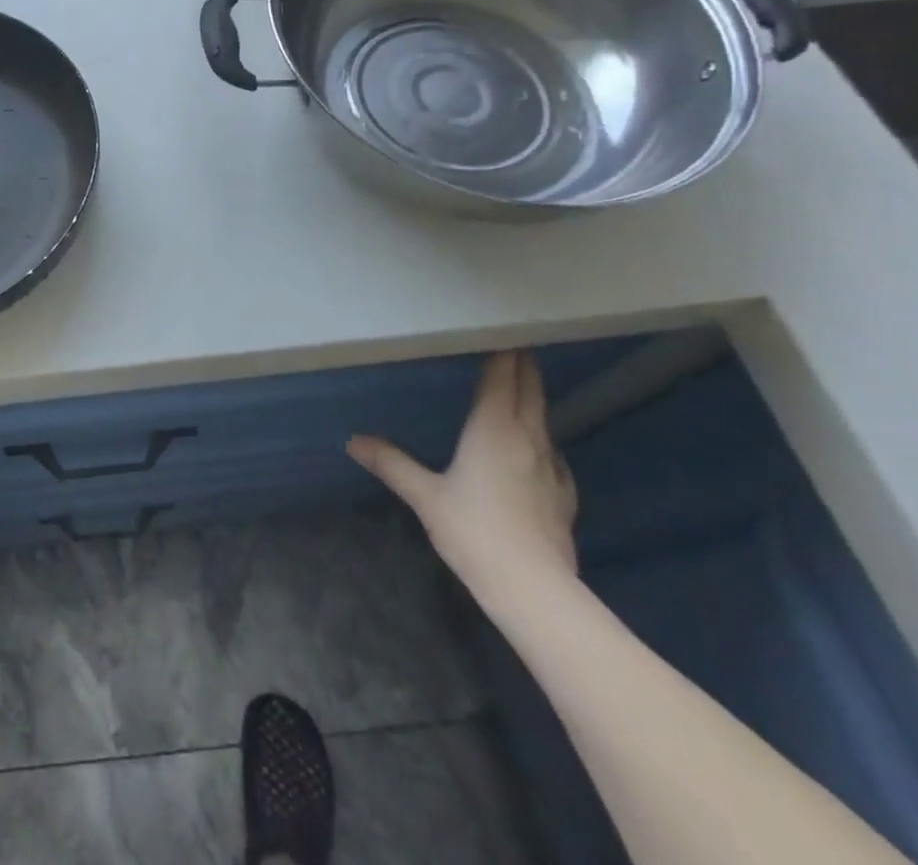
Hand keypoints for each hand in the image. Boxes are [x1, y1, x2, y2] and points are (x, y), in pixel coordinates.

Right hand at [347, 350, 576, 604]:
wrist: (535, 590)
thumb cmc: (474, 531)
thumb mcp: (425, 496)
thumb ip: (391, 463)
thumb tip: (353, 441)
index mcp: (494, 427)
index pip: (503, 375)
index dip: (503, 349)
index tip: (502, 327)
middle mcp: (528, 436)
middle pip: (529, 388)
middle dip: (521, 364)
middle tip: (511, 343)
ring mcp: (552, 465)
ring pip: (543, 417)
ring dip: (531, 397)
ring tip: (517, 388)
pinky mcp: (564, 493)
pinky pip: (552, 450)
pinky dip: (540, 436)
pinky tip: (532, 448)